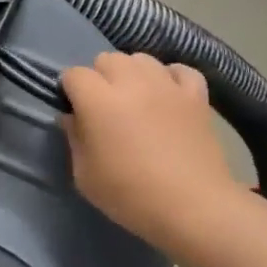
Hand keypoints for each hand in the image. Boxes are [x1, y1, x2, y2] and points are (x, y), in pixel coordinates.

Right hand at [59, 52, 236, 250]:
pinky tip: (168, 95)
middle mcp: (132, 82)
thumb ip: (74, 139)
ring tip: (136, 99)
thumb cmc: (130, 195)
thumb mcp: (84, 176)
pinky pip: (180, 70)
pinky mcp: (196, 95)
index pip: (74, 74)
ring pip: (142, 58)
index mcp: (99, 100)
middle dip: (100, 77)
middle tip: (104, 106)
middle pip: (107, 59)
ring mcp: (167, 85)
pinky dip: (170, 77)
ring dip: (132, 73)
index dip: (70, 90)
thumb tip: (73, 118)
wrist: (193, 207)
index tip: (74, 111)